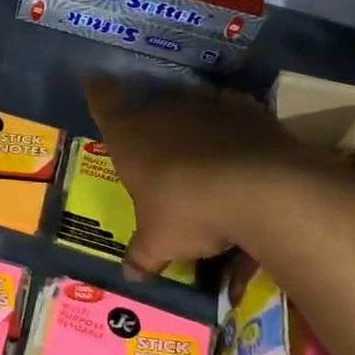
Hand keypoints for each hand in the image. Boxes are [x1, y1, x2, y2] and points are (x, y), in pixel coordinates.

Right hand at [85, 76, 335, 274]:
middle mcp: (163, 113)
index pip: (104, 102)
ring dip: (190, 122)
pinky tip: (236, 144)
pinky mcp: (247, 111)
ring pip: (189, 106)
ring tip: (196, 144)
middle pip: (148, 105)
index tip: (93, 79)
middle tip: (151, 137)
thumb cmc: (189, 212)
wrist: (260, 191)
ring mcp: (206, 108)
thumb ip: (143, 255)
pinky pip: (230, 113)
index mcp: (129, 138)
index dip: (98, 91)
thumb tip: (130, 276)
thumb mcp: (159, 242)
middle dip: (148, 118)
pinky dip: (230, 126)